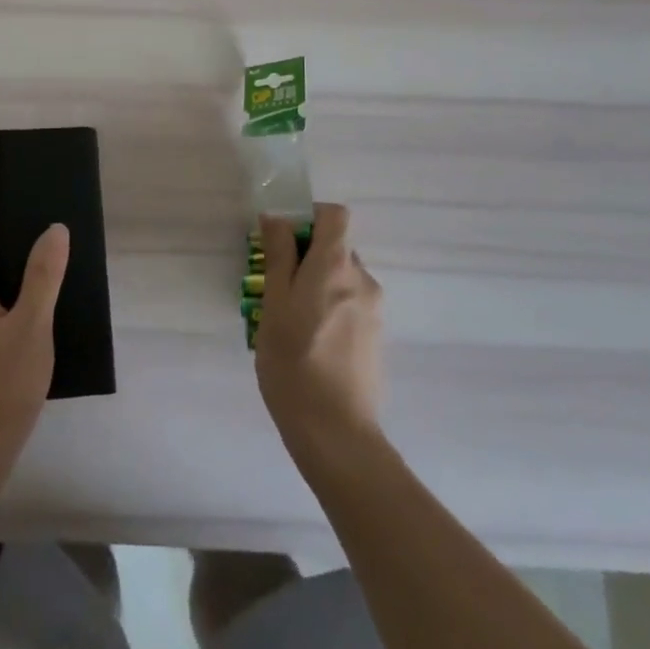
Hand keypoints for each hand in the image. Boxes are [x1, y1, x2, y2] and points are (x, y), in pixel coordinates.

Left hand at [0, 224, 68, 470]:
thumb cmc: (1, 386)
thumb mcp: (32, 325)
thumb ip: (43, 274)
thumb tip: (54, 229)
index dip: (9, 230)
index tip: (42, 240)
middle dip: (17, 264)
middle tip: (55, 271)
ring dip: (13, 296)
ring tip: (50, 304)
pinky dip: (4, 322)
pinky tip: (31, 341)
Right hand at [256, 204, 383, 452]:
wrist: (336, 432)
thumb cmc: (293, 362)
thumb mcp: (274, 304)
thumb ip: (278, 256)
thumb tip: (277, 218)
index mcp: (336, 265)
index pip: (335, 215)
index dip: (309, 217)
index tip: (283, 240)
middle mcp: (363, 279)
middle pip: (337, 248)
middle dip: (307, 256)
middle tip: (276, 287)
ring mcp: (374, 310)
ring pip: (342, 279)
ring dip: (317, 285)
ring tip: (290, 322)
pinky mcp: (376, 337)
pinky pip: (350, 304)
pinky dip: (330, 308)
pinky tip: (310, 343)